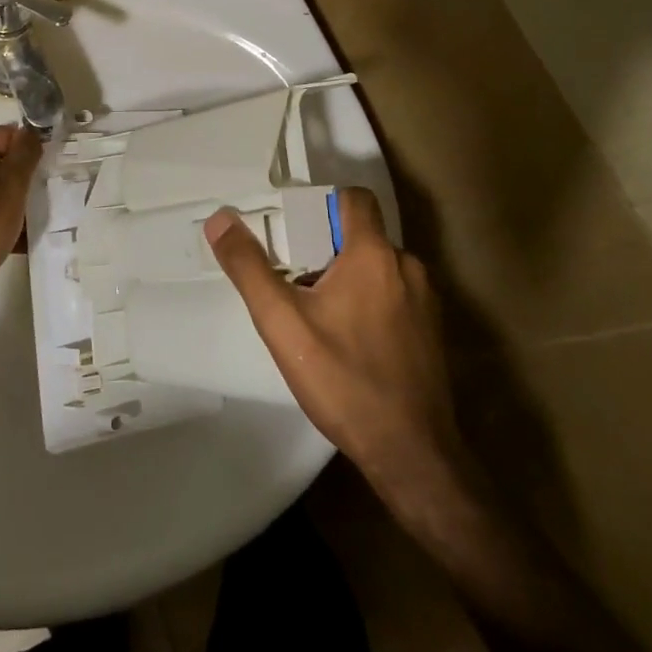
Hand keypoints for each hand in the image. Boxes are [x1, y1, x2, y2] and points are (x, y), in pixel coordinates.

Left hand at [0, 125, 41, 311]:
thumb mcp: (13, 184)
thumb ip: (25, 152)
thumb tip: (31, 131)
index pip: (5, 134)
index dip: (29, 148)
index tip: (46, 169)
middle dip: (20, 175)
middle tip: (40, 192)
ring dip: (10, 197)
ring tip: (29, 215)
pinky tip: (13, 232)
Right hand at [204, 190, 461, 495]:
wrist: (412, 454)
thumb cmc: (344, 380)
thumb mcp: (282, 323)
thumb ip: (249, 267)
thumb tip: (220, 219)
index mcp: (374, 254)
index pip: (353, 198)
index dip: (322, 203)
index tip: (292, 229)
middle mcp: (407, 266)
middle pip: (361, 234)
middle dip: (325, 248)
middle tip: (292, 277)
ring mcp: (425, 299)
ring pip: (377, 268)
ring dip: (347, 277)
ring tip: (315, 313)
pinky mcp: (431, 330)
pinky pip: (394, 295)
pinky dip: (369, 302)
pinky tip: (347, 340)